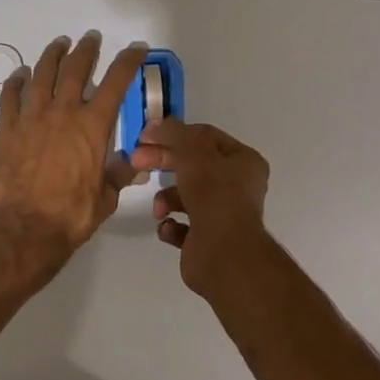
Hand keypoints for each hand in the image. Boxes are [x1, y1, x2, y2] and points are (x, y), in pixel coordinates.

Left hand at [0, 32, 145, 275]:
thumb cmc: (72, 214)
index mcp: (93, 125)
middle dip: (86, 49)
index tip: (136, 47)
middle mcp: (63, 112)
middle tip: (91, 38)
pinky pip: (10, 95)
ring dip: (53, 55)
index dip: (128, 60)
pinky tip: (21, 74)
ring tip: (59, 44)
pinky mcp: (7, 128)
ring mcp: (32, 117)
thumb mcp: (106, 197)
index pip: (116, 82)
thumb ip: (119, 174)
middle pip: (76, 68)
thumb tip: (134, 163)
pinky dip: (17, 81)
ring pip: (43, 73)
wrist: (25, 229)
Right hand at [131, 119, 270, 299]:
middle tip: (136, 160)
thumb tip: (155, 124)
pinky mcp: (206, 240)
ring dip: (166, 198)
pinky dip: (171, 225)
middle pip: (192, 164)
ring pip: (185, 195)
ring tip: (159, 209)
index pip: (205, 137)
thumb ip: (173, 133)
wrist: (223, 256)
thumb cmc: (214, 195)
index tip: (145, 136)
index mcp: (243, 161)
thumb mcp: (192, 152)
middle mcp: (236, 186)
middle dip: (163, 161)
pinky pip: (181, 226)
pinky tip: (168, 227)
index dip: (174, 133)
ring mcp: (222, 214)